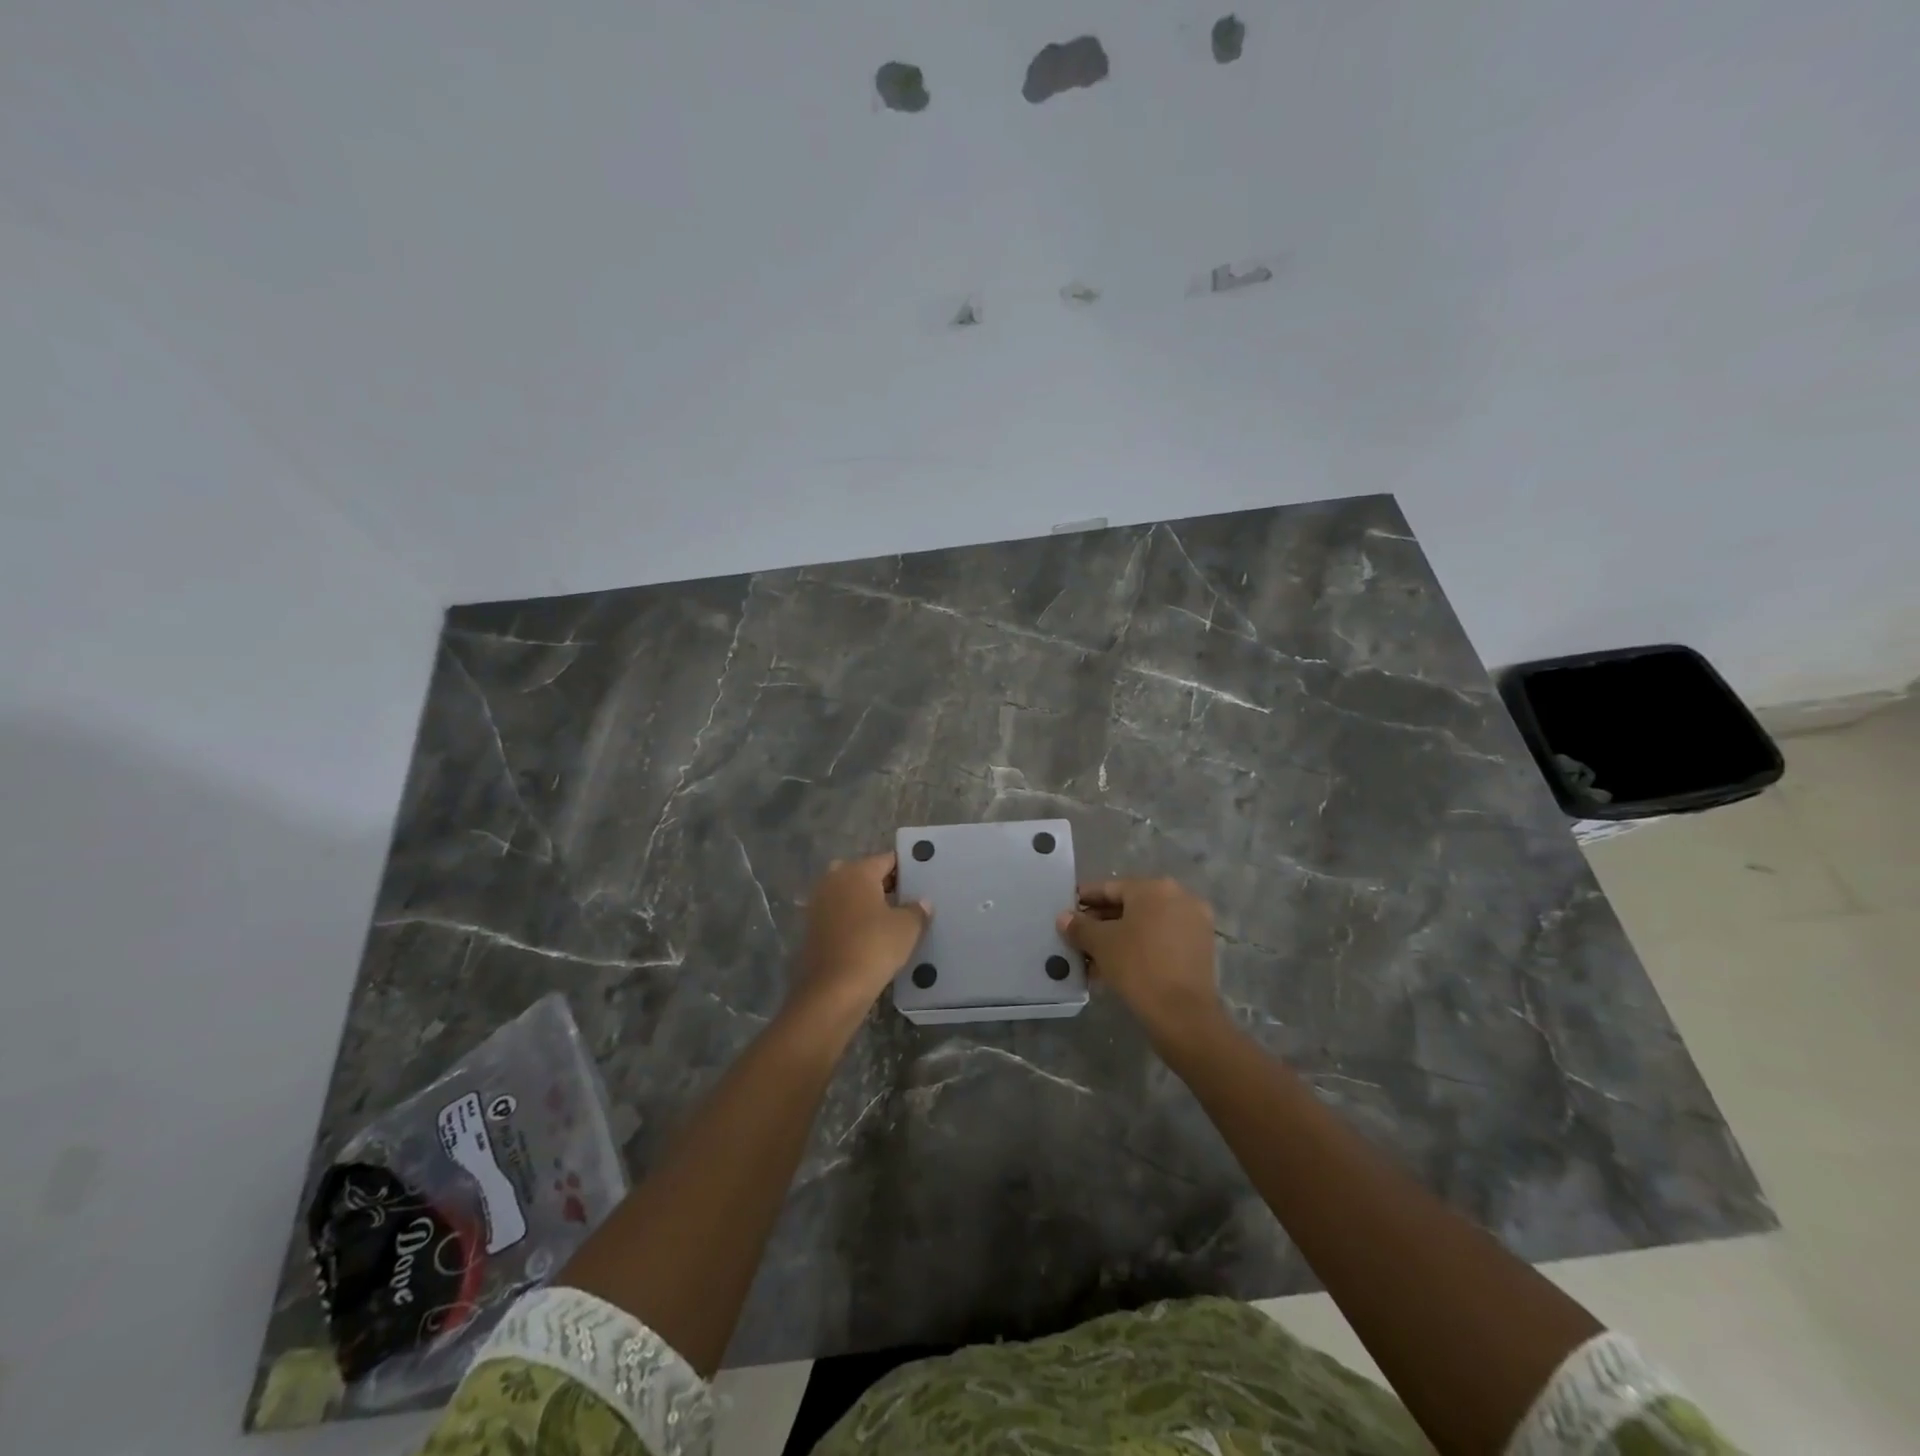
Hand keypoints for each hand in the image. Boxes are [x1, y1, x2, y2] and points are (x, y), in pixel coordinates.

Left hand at [792, 853, 930, 1029]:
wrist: (832, 989)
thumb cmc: (874, 947)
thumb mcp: (907, 928)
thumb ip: (917, 910)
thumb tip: (922, 903)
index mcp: (857, 871)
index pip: (887, 860)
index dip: (905, 869)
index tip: (920, 880)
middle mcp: (834, 879)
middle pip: (864, 874)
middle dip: (883, 884)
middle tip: (907, 899)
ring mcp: (818, 903)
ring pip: (849, 894)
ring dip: (866, 902)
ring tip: (891, 919)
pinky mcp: (812, 927)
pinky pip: (839, 914)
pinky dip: (853, 920)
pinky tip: (870, 935)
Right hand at [1057, 877, 1223, 1041]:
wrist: (1183, 1014)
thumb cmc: (1138, 966)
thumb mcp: (1101, 944)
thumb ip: (1080, 927)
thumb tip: (1064, 918)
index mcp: (1155, 888)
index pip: (1110, 888)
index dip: (1085, 899)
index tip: (1068, 910)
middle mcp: (1179, 897)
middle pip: (1130, 906)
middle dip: (1102, 922)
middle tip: (1078, 937)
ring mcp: (1194, 923)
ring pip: (1146, 925)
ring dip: (1119, 938)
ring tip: (1092, 957)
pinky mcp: (1200, 948)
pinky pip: (1161, 940)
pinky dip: (1139, 948)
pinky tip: (1116, 967)